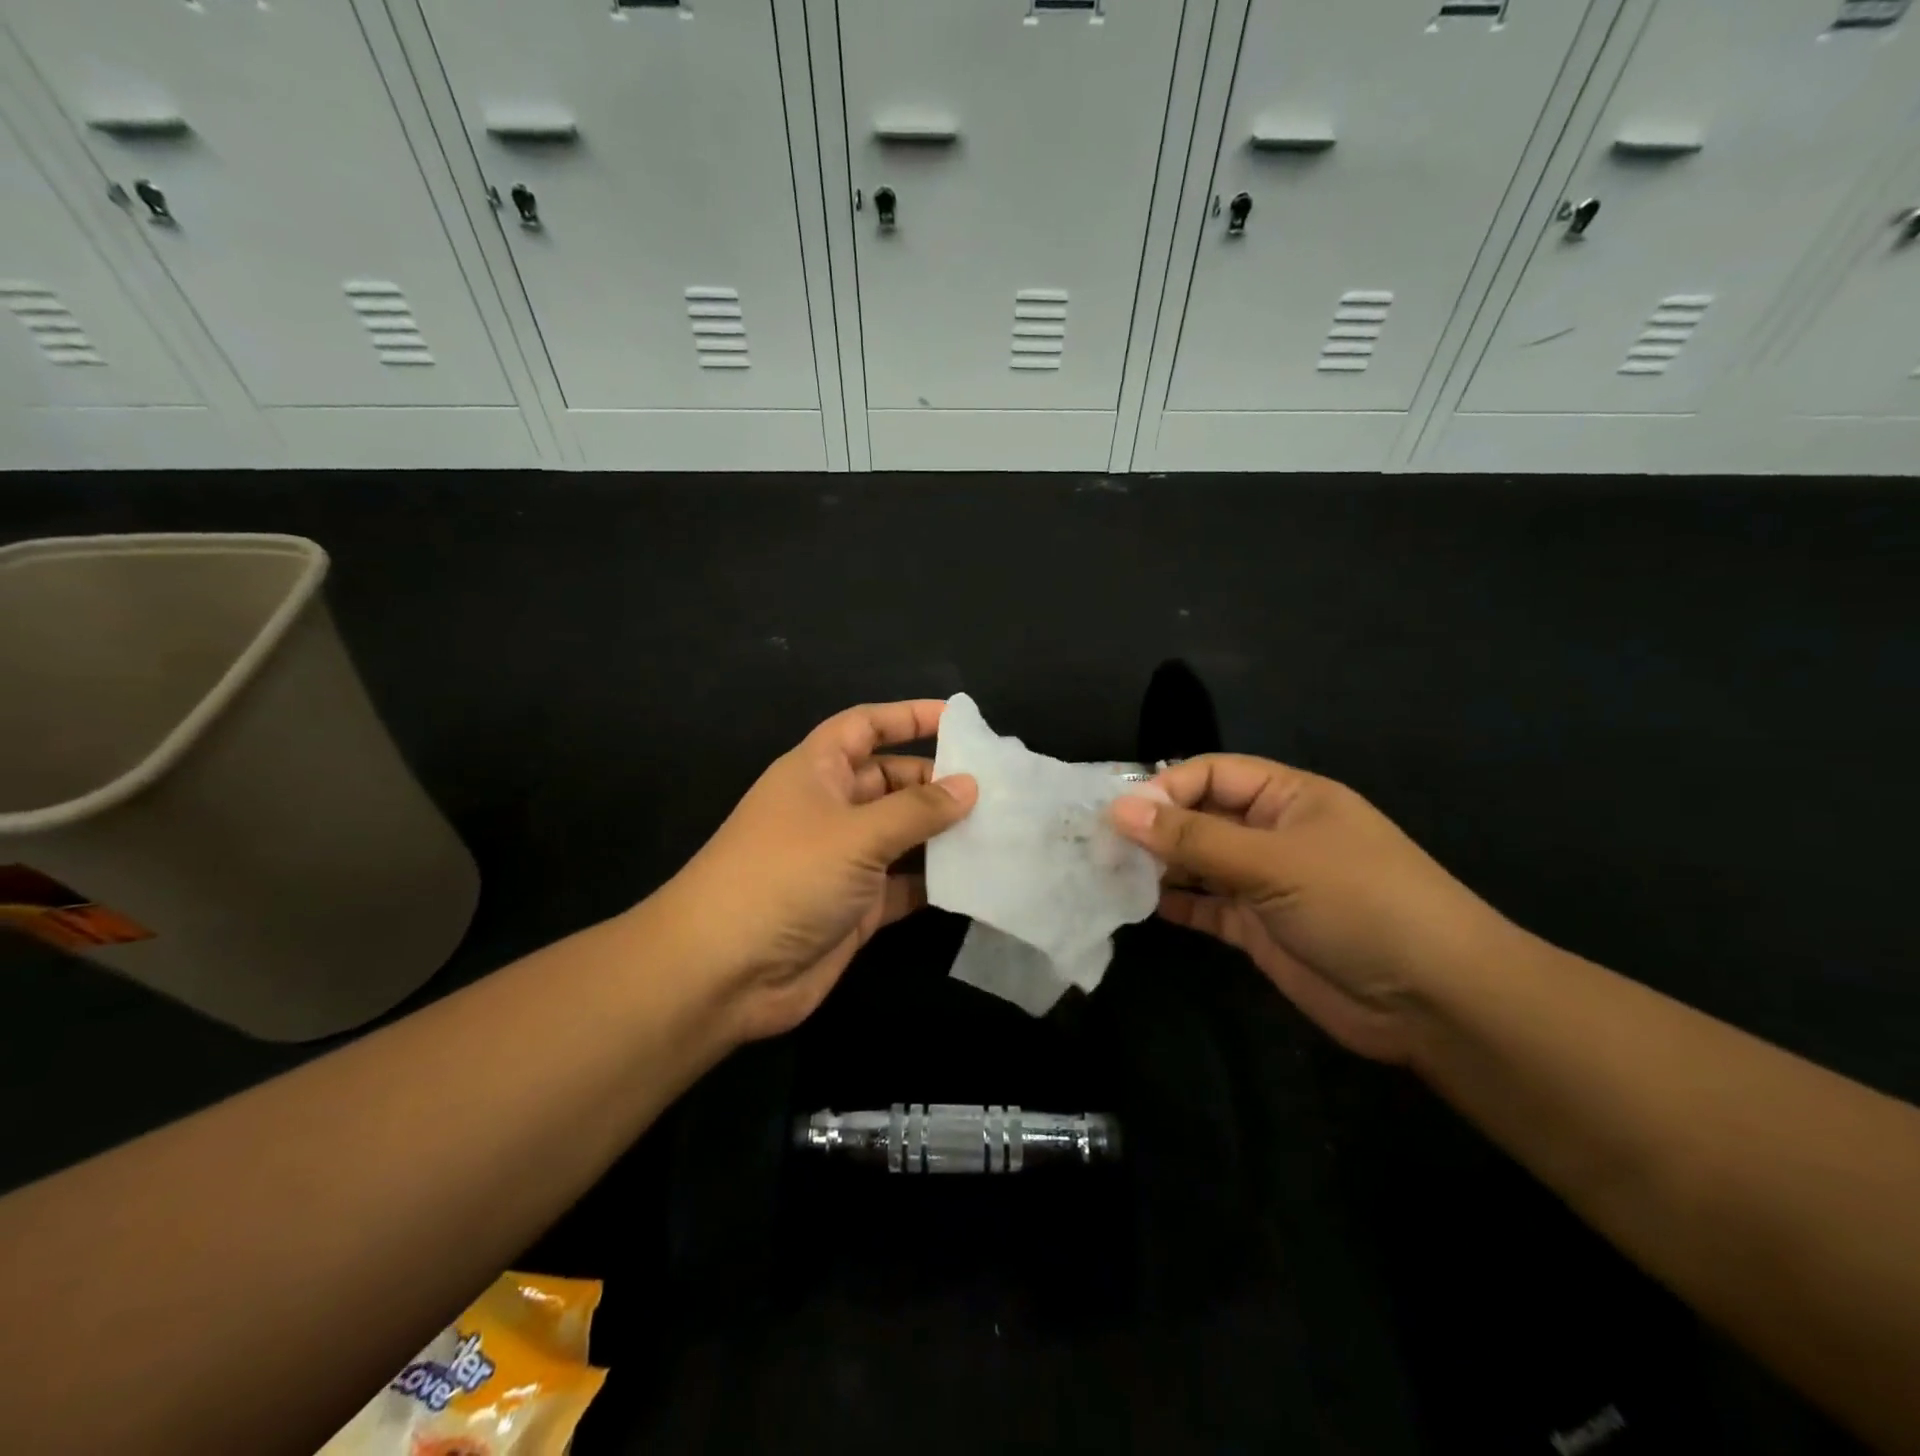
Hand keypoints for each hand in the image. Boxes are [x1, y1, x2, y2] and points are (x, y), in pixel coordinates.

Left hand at [659, 700, 976, 1043]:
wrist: (722, 973)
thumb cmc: (786, 877)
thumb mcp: (856, 833)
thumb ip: (917, 809)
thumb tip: (969, 785)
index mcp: (816, 771)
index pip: (865, 726)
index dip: (908, 716)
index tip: (959, 718)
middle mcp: (830, 809)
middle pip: (891, 781)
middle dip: (937, 781)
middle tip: (996, 789)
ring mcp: (842, 861)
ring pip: (902, 835)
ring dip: (943, 833)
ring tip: (1000, 829)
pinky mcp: (855, 907)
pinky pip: (904, 884)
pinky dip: (934, 881)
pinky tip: (977, 878)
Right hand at [1109, 755, 1504, 1063]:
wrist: (1435, 1001)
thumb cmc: (1359, 904)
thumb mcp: (1273, 861)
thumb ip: (1193, 838)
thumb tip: (1119, 809)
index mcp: (1288, 798)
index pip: (1212, 774)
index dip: (1165, 787)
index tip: (1118, 813)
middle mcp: (1273, 834)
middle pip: (1201, 817)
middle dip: (1154, 827)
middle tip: (1099, 844)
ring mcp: (1266, 883)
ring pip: (1199, 863)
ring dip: (1159, 866)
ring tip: (1107, 872)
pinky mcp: (1259, 929)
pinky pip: (1207, 907)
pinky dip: (1176, 904)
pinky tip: (1139, 904)